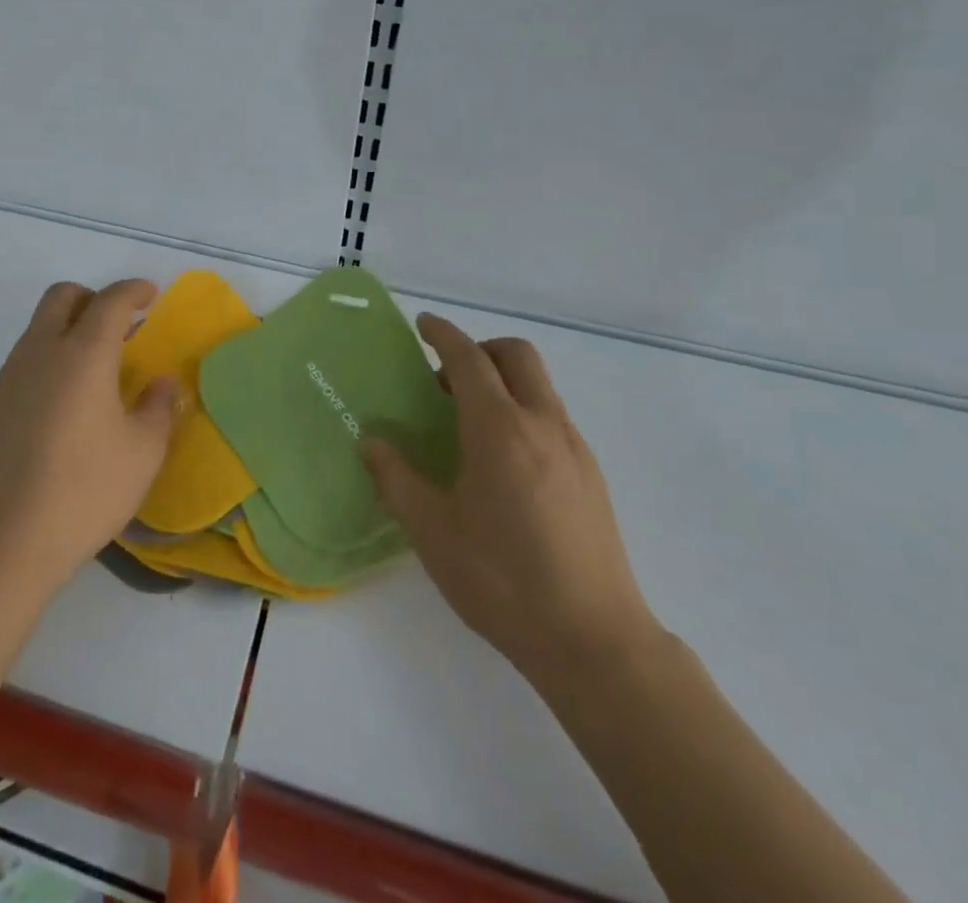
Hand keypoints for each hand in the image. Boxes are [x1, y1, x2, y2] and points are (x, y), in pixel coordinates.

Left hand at [0, 279, 180, 595]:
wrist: (4, 541)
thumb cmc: (86, 491)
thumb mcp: (143, 452)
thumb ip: (159, 408)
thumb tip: (162, 383)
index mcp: (83, 354)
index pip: (110, 301)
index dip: (134, 290)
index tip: (151, 296)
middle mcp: (41, 352)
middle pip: (62, 297)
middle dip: (93, 298)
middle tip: (119, 326)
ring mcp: (10, 376)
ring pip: (38, 327)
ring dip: (68, 328)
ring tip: (95, 370)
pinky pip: (24, 359)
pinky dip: (49, 358)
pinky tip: (63, 404)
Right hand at [364, 313, 662, 693]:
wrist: (595, 642)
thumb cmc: (503, 582)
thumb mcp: (433, 532)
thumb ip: (397, 479)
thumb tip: (372, 441)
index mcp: (500, 430)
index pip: (469, 360)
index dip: (443, 335)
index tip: (423, 325)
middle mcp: (543, 424)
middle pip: (516, 355)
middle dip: (480, 349)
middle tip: (446, 379)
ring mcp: (575, 448)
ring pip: (539, 385)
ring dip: (502, 381)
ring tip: (468, 424)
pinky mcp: (592, 474)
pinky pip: (552, 416)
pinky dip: (522, 410)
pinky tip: (503, 462)